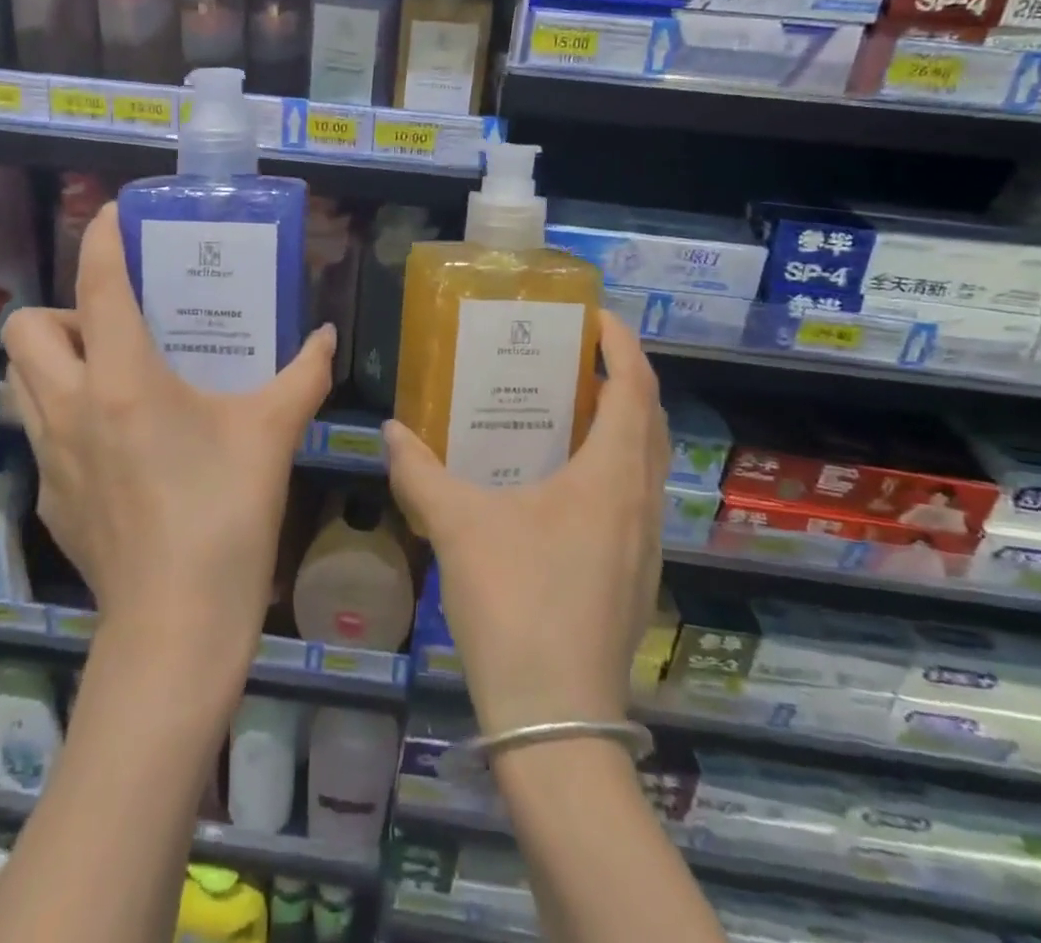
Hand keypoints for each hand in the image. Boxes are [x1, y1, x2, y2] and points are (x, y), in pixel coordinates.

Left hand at [2, 204, 335, 656]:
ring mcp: (50, 456)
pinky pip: (39, 430)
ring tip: (109, 372)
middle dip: (64, 310)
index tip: (111, 214)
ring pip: (18, 380)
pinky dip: (64, 413)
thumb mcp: (272, 434)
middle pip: (26, 328)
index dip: (100, 238)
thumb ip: (303, 376)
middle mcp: (71, 407)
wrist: (176, 625)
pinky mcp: (50, 497)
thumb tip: (326, 337)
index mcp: (123, 379)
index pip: (97, 286)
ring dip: (53, 360)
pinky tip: (118, 440)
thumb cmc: (225, 514)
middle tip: (118, 326)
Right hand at [384, 311, 665, 735]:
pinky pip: (634, 497)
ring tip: (568, 409)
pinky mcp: (635, 577)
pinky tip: (562, 483)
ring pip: (647, 463)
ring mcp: (645, 545)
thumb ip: (419, 472)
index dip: (621, 345)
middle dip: (622, 379)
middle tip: (575, 358)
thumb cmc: (515, 605)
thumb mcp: (458, 527)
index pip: (635, 389)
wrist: (556, 723)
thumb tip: (390, 430)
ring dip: (621, 425)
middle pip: (650, 421)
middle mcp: (642, 503)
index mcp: (612, 477)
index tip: (594, 317)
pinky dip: (612, 466)